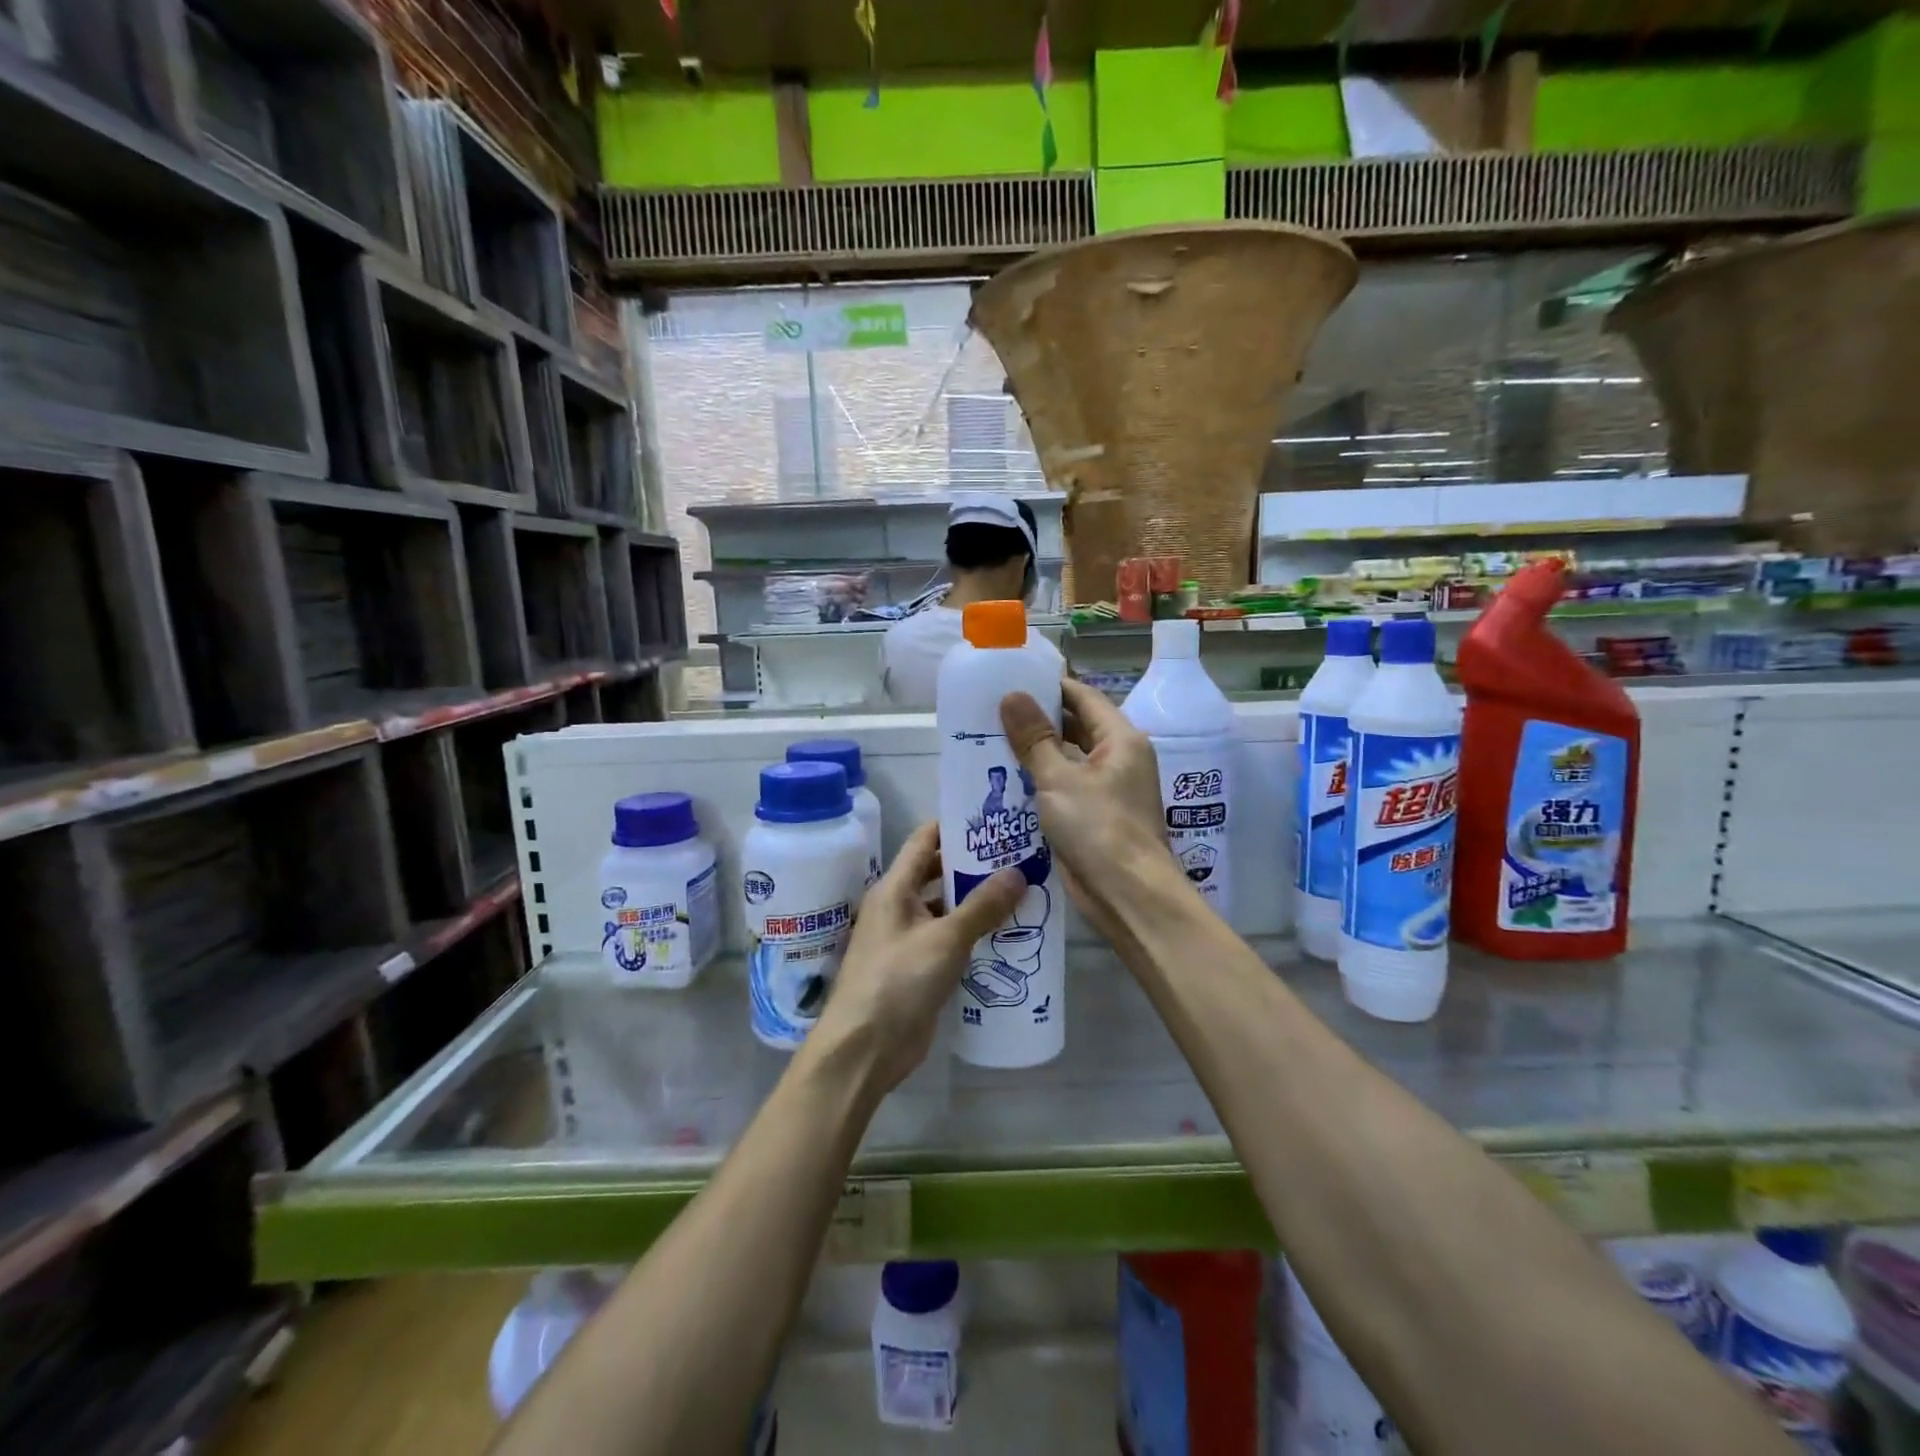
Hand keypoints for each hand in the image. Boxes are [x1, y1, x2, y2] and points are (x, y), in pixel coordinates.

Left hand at [812, 822, 1024, 1094]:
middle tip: (1016, 856)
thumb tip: (1018, 872)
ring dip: (975, 902)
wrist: (865, 1048)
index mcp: (894, 888)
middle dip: (972, 865)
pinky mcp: (917, 969)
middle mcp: (897, 907)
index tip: (992, 820)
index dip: (954, 826)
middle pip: (935, 874)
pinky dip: (971, 934)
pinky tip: (1005, 935)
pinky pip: (947, 941)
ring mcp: (906, 939)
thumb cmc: (898, 980)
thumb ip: (982, 906)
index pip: (924, 841)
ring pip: (944, 909)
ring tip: (1020, 892)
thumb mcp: (946, 939)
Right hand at [999, 679, 1182, 932]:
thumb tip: (1011, 695)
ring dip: (1036, 754)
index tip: (1011, 680)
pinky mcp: (1096, 816)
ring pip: (1068, 760)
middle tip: (993, 713)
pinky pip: (1065, 788)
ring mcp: (1109, 789)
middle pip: (1076, 727)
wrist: (1128, 895)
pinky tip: (1006, 783)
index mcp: (1121, 739)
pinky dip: (1040, 782)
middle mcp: (1119, 758)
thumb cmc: (1098, 828)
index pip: (1083, 697)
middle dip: (1038, 721)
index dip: (1049, 686)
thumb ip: (1034, 738)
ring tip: (991, 743)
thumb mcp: (1059, 779)